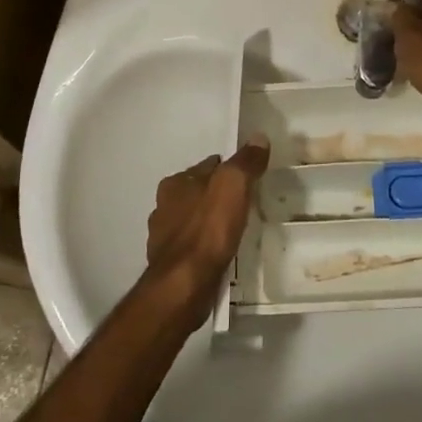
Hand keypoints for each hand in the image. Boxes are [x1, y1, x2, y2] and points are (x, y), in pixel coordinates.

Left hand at [145, 139, 269, 309]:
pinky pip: (191, 246)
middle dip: (216, 196)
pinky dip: (203, 246)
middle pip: (197, 193)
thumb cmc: (208, 229)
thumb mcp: (233, 185)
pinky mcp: (168, 264)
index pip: (207, 167)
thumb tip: (259, 137)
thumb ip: (246, 161)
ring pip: (192, 220)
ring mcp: (163, 237)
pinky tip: (218, 253)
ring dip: (208, 222)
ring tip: (232, 229)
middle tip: (242, 204)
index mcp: (175, 183)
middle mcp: (163, 206)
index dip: (228, 169)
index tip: (246, 178)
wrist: (184, 284)